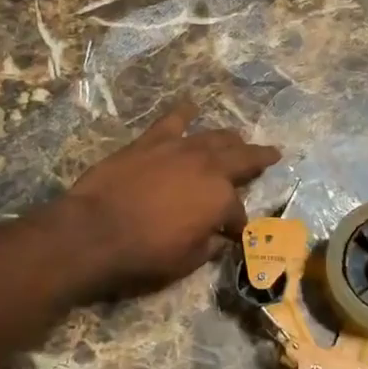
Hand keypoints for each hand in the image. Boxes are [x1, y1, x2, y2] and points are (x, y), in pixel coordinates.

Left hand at [64, 101, 280, 298]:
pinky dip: (184, 113)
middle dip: (258, 159)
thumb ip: (208, 246)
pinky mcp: (150, 141)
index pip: (238, 212)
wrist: (94, 231)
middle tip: (272, 153)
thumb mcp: (186, 261)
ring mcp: (179, 149)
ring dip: (230, 138)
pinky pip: (172, 120)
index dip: (238, 225)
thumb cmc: (144, 254)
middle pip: (241, 159)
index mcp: (221, 199)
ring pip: (214, 136)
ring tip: (238, 138)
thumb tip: (218, 238)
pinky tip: (191, 107)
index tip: (236, 234)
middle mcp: (208, 167)